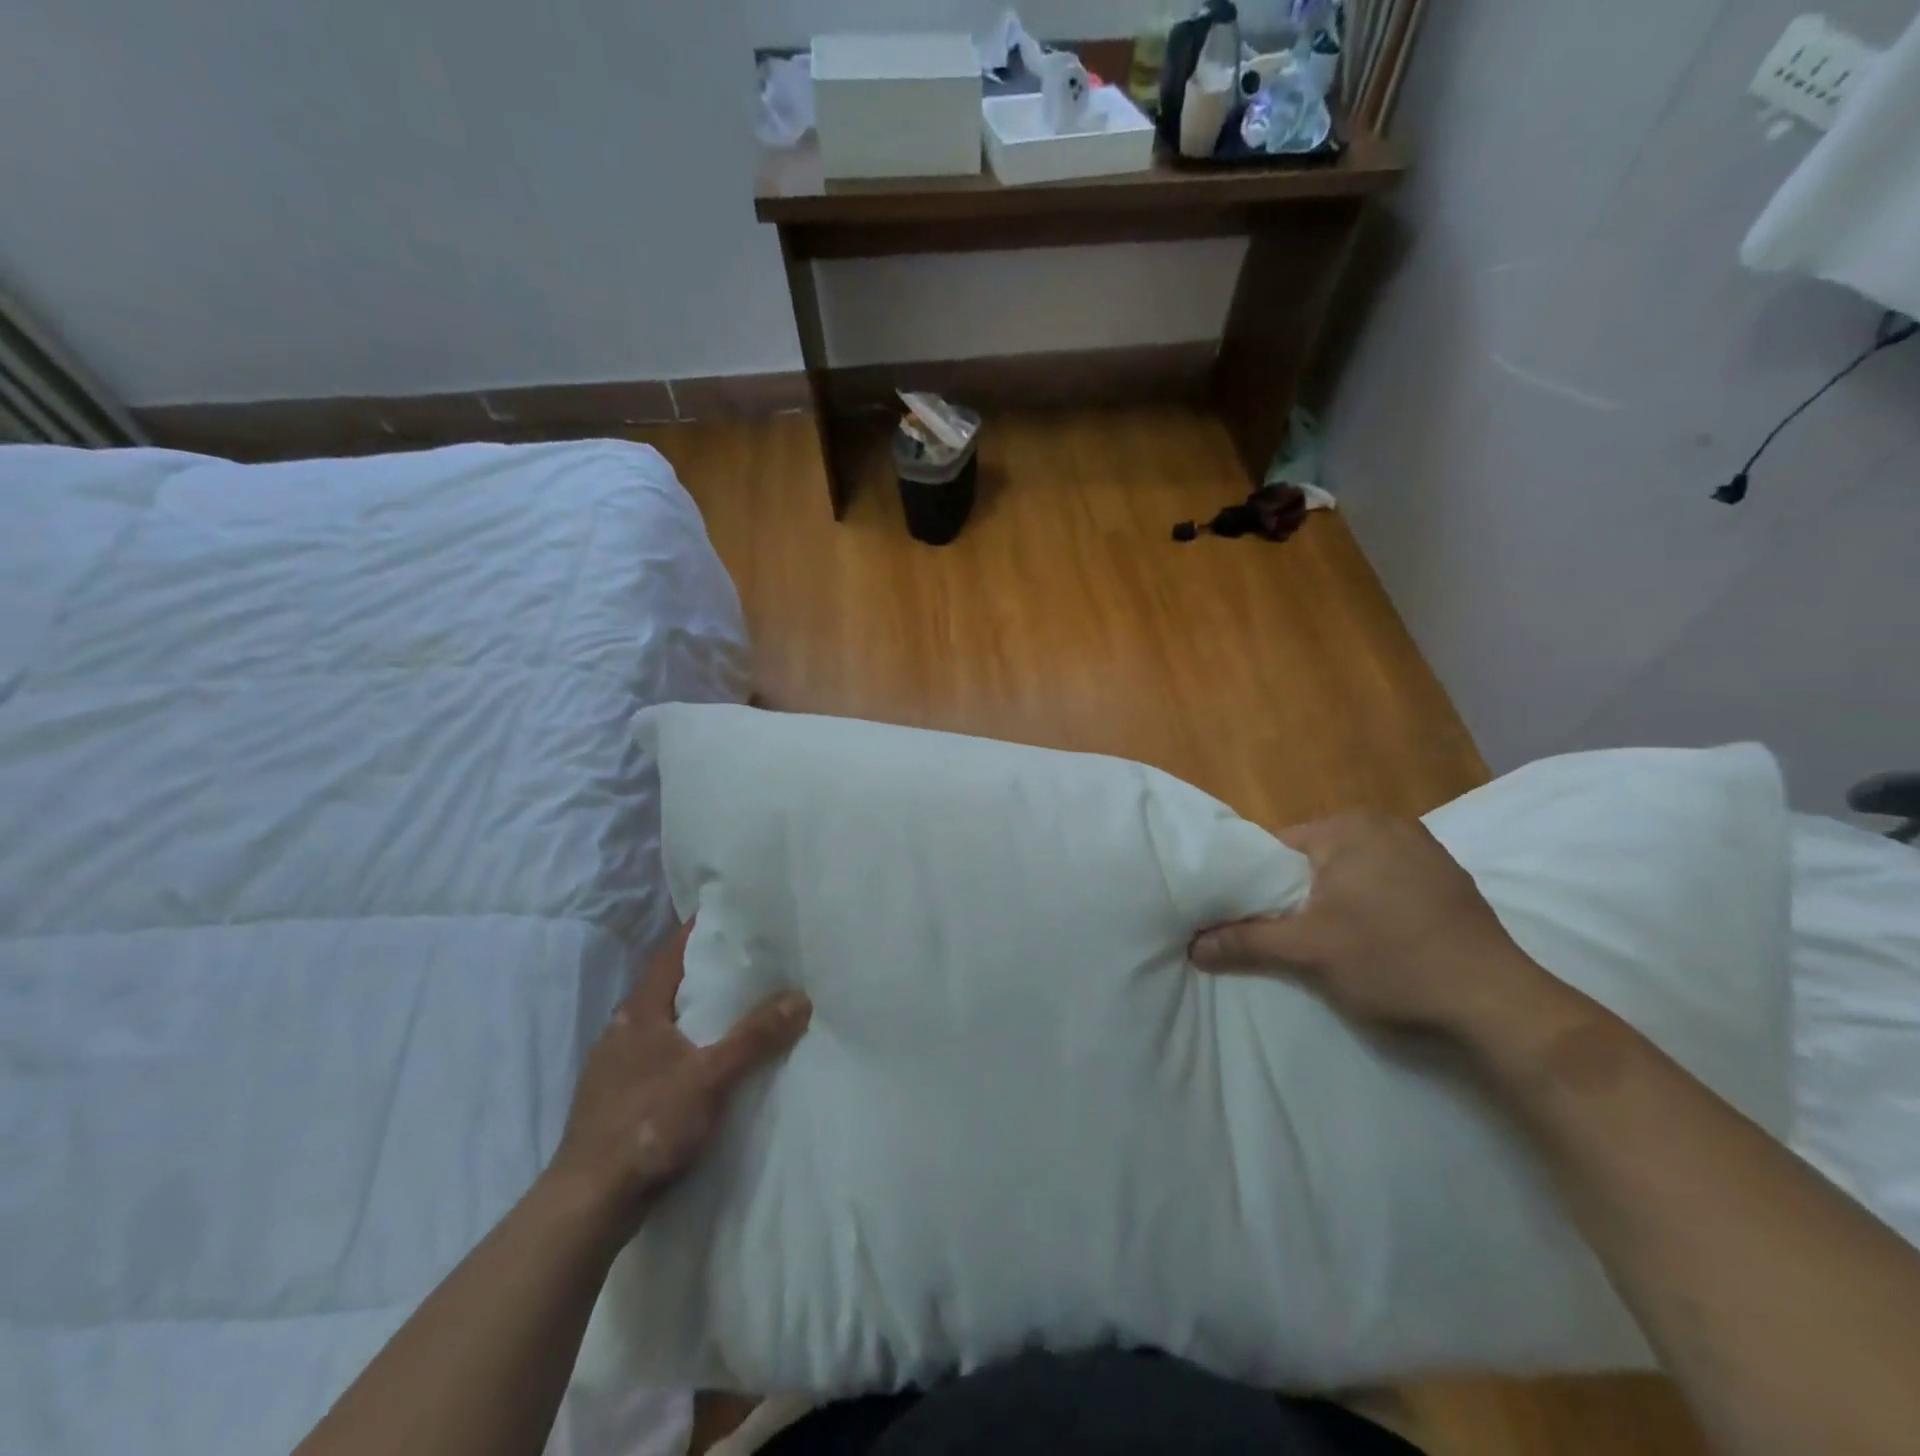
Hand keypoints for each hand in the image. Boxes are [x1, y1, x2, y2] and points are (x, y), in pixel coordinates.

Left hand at [546, 919, 810, 1235]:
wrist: (587, 1206)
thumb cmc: (646, 1126)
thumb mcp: (710, 1077)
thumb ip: (755, 1037)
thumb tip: (800, 997)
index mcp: (638, 1012)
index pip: (671, 953)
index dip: (699, 930)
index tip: (733, 913)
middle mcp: (624, 1030)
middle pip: (671, 986)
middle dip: (707, 971)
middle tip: (752, 957)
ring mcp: (618, 1067)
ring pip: (667, 1024)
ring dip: (699, 1012)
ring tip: (742, 1004)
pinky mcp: (621, 1100)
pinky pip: (664, 1055)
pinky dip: (691, 1046)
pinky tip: (714, 1060)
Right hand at [1189, 812, 1548, 1039]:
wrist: (1498, 1006)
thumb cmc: (1392, 962)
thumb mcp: (1308, 952)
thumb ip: (1245, 940)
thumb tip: (1191, 945)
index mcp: (1349, 826)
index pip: (1277, 847)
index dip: (1256, 884)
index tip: (1246, 918)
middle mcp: (1386, 824)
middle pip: (1314, 859)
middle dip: (1296, 894)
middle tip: (1285, 935)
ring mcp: (1424, 850)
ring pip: (1350, 872)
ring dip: (1333, 901)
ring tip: (1327, 941)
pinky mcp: (1448, 879)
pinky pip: (1385, 882)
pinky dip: (1370, 905)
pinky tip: (1374, 940)